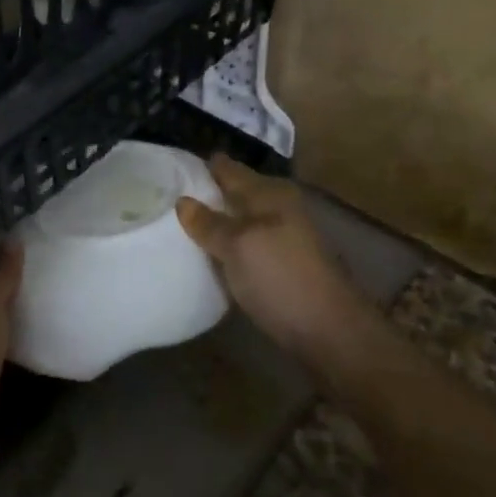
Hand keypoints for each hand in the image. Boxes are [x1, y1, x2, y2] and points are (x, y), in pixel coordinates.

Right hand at [177, 155, 379, 361]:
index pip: (228, 169)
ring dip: (217, 220)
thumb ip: (210, 223)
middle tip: (167, 197)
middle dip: (207, 193)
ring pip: (241, 218)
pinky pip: (246, 243)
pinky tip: (210, 253)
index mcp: (269, 193)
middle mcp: (278, 207)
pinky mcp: (282, 264)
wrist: (328, 329)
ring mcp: (282, 236)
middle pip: (236, 192)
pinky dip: (228, 243)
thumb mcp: (238, 246)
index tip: (169, 168)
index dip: (202, 167)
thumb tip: (183, 201)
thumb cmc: (280, 277)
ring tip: (180, 225)